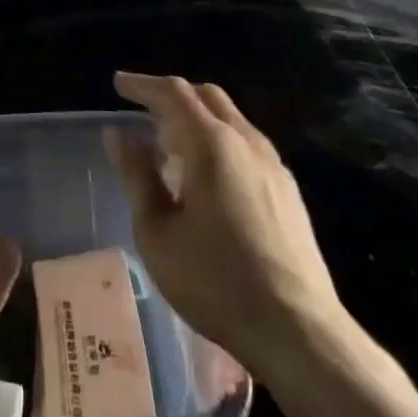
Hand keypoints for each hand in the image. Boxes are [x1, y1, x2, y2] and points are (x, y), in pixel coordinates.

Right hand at [106, 71, 349, 376]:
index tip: (118, 84)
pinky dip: (218, 139)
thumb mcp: (158, 233)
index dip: (143, 84)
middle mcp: (246, 141)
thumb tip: (118, 134)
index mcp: (212, 144)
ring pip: (230, 118)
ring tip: (170, 143)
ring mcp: (273, 165)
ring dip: (197, 117)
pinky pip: (246, 143)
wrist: (299, 332)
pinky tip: (207, 174)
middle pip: (207, 96)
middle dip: (172, 95)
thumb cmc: (216, 282)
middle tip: (143, 110)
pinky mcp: (288, 190)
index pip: (173, 93)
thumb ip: (137, 176)